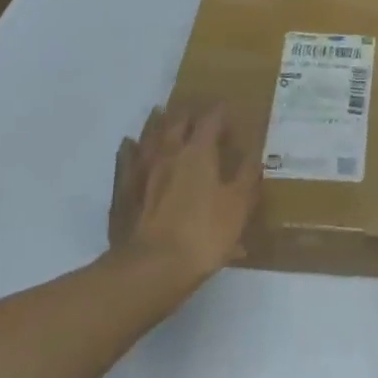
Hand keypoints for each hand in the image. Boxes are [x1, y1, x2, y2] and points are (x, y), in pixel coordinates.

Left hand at [109, 102, 259, 288]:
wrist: (151, 269)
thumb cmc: (204, 234)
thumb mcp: (239, 205)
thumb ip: (247, 175)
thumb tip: (254, 152)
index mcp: (199, 151)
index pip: (211, 119)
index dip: (221, 112)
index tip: (229, 109)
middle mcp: (168, 152)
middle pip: (177, 121)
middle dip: (189, 113)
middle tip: (197, 109)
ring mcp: (141, 170)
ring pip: (149, 135)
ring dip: (157, 122)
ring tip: (162, 112)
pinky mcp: (123, 190)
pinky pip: (125, 160)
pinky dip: (129, 148)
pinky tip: (129, 145)